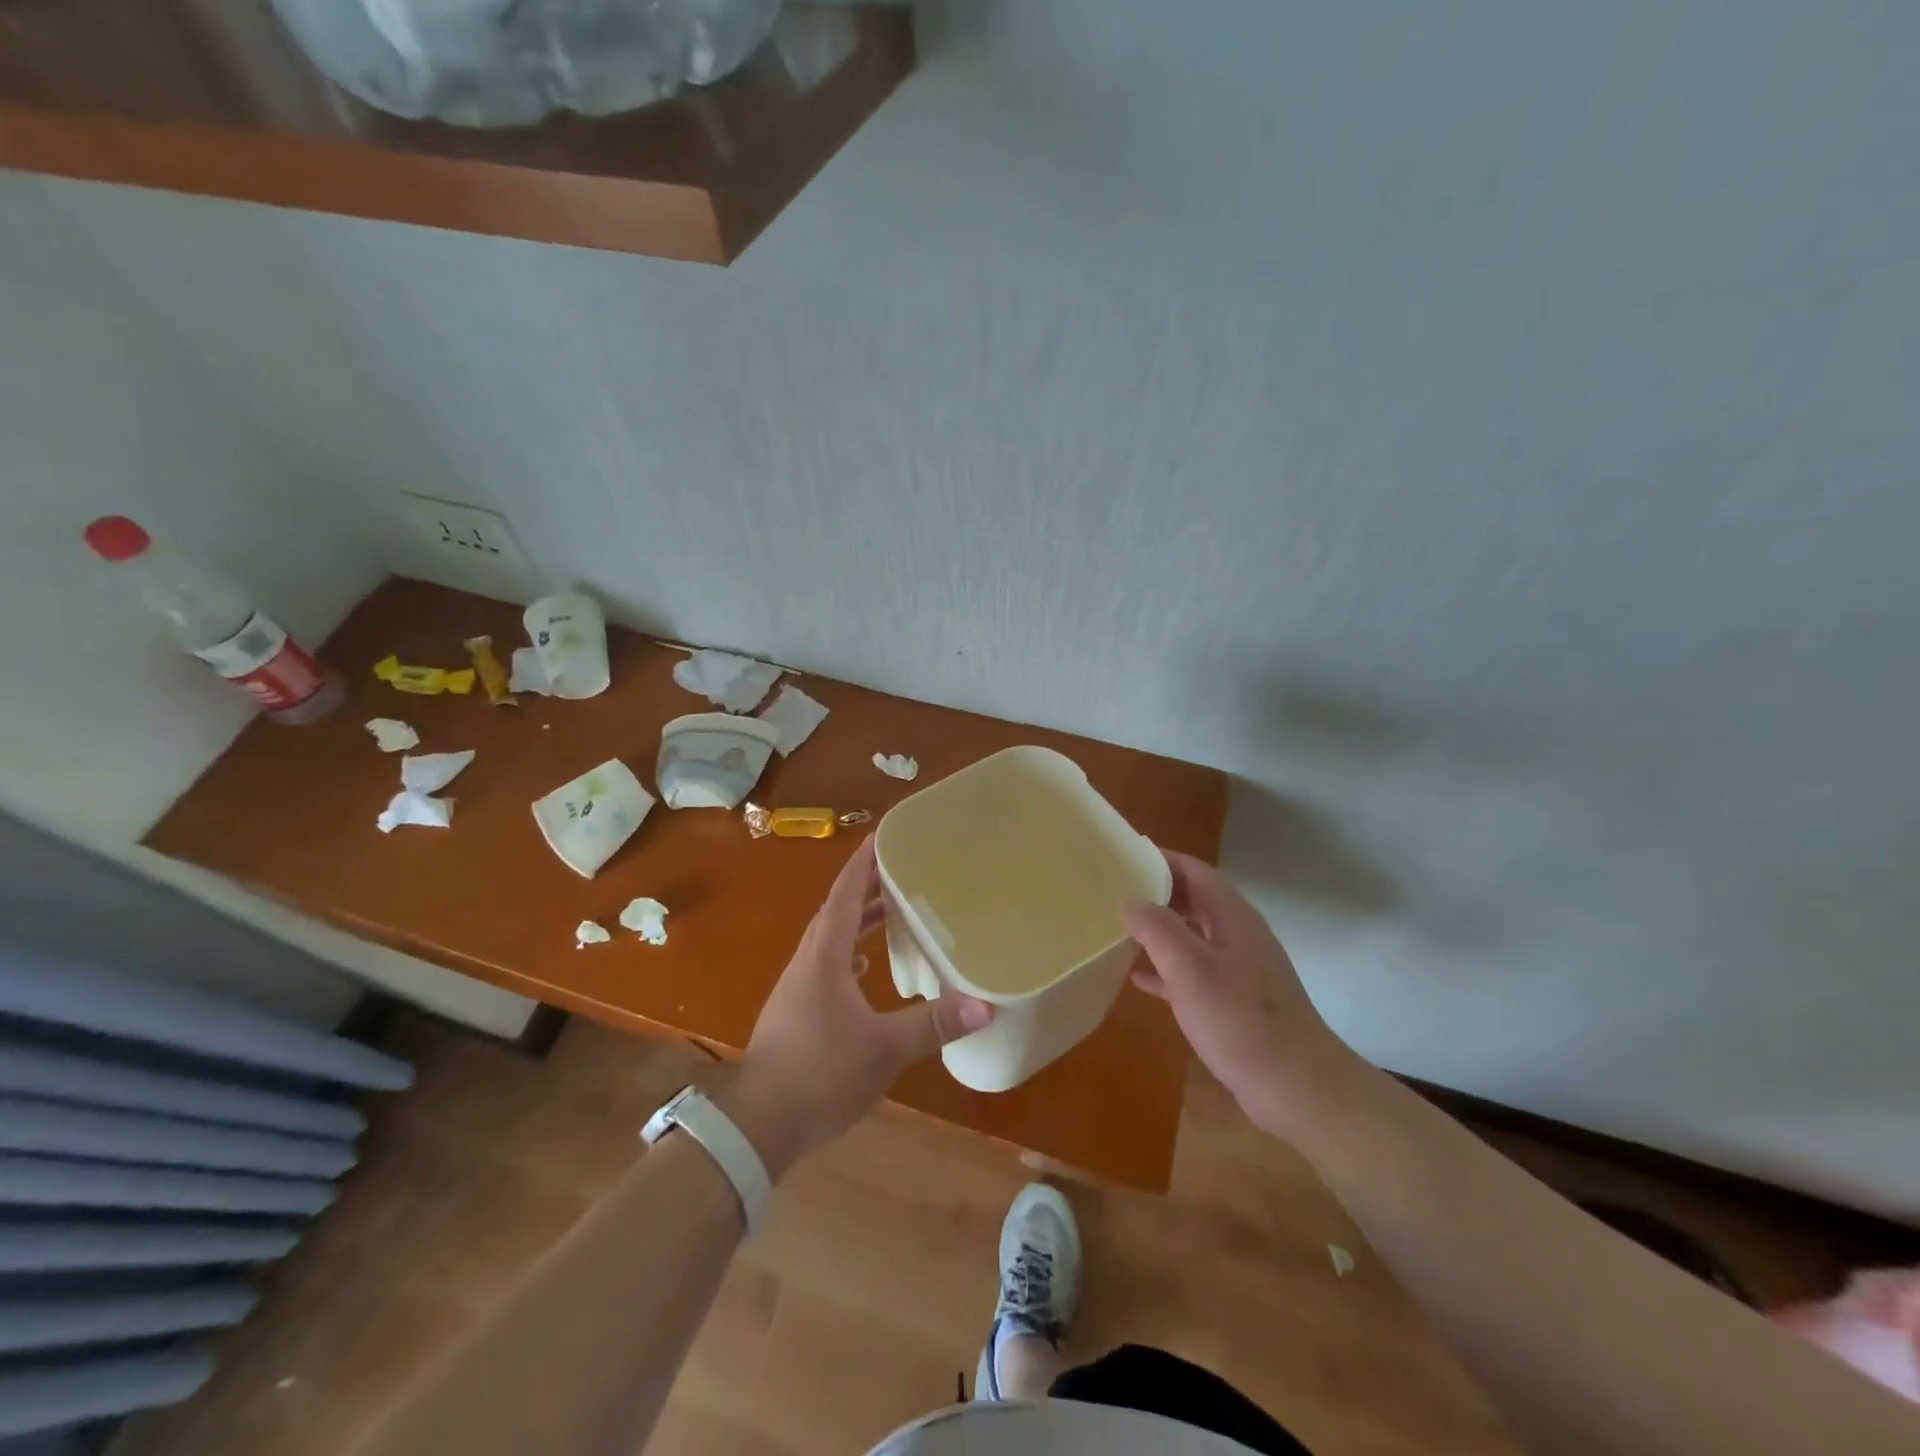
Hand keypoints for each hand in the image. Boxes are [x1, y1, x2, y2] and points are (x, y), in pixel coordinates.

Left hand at [722, 837, 992, 1178]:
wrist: (759, 1123)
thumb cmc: (821, 1072)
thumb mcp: (885, 1048)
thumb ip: (933, 1025)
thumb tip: (984, 1006)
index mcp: (825, 955)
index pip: (846, 894)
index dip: (863, 863)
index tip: (882, 836)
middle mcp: (809, 961)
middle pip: (838, 911)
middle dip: (867, 886)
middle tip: (900, 869)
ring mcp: (799, 987)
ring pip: (831, 939)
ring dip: (858, 920)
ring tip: (891, 911)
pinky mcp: (797, 1010)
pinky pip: (827, 965)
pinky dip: (849, 954)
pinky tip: (865, 968)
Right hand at [1122, 850, 1362, 1136]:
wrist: (1297, 1087)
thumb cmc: (1241, 1021)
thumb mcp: (1191, 970)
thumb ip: (1158, 929)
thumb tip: (1130, 901)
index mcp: (1232, 918)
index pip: (1195, 871)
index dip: (1161, 859)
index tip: (1124, 855)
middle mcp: (1238, 935)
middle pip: (1194, 899)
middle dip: (1156, 891)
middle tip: (1114, 890)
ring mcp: (1239, 969)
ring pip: (1192, 935)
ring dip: (1159, 929)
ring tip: (1119, 928)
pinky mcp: (1235, 1001)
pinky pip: (1194, 971)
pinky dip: (1167, 968)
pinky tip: (1139, 978)